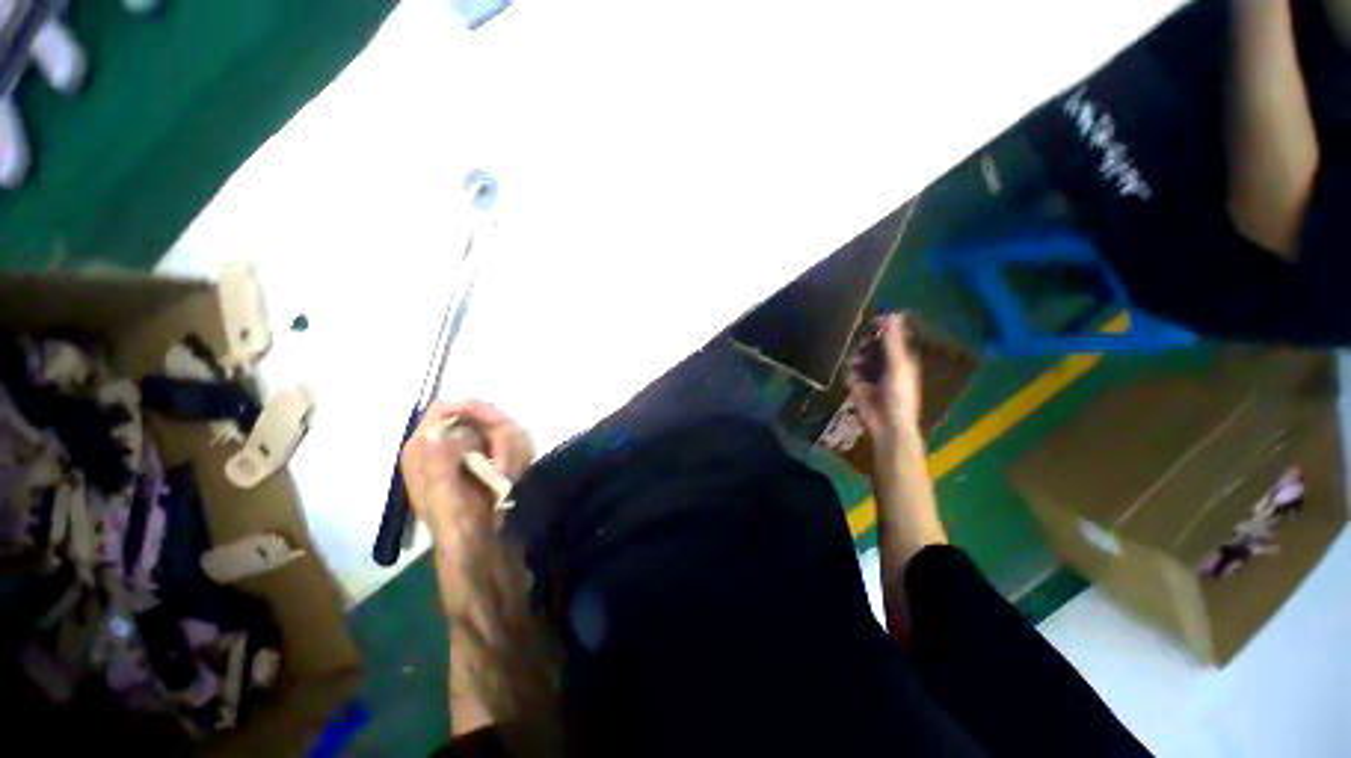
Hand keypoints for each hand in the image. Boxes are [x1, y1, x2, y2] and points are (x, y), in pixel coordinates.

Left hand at [400, 399, 533, 545]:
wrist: (479, 546)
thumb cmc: (457, 527)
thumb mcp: (445, 499)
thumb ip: (439, 465)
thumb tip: (435, 431)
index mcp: (424, 449)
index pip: (445, 408)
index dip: (473, 410)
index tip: (500, 424)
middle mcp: (445, 443)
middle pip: (481, 415)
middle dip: (502, 438)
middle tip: (508, 467)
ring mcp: (470, 448)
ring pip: (503, 427)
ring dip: (513, 452)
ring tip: (510, 478)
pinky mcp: (489, 456)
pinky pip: (514, 441)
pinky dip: (520, 456)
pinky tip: (514, 476)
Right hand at [848, 313, 922, 448]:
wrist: (886, 425)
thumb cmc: (899, 395)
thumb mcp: (898, 366)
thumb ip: (893, 342)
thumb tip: (892, 315)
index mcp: (900, 359)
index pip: (891, 337)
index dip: (882, 328)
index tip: (872, 321)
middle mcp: (885, 364)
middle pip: (871, 345)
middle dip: (865, 344)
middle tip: (862, 346)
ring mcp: (870, 375)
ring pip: (858, 357)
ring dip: (856, 358)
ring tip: (856, 363)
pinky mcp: (856, 385)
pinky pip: (849, 371)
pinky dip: (850, 372)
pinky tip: (853, 377)